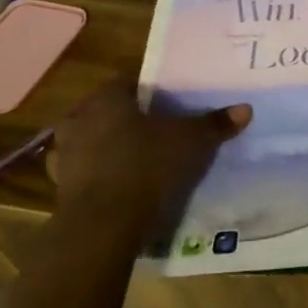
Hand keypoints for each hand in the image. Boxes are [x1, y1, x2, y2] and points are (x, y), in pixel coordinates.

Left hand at [46, 79, 249, 243]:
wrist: (104, 225)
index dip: (150, 90)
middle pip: (106, 111)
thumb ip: (215, 123)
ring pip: (90, 142)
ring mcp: (64, 155)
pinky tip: (121, 185)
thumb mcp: (192, 141)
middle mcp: (79, 120)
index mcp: (107, 98)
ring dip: (108, 147)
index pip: (128, 82)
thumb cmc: (147, 166)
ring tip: (136, 156)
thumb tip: (245, 108)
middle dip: (128, 118)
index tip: (169, 100)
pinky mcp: (61, 188)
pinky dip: (99, 176)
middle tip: (156, 128)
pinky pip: (85, 173)